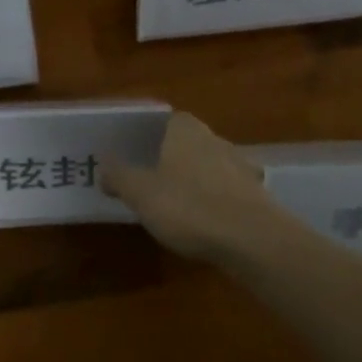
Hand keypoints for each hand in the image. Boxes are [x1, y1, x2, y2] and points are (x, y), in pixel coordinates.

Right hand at [101, 112, 275, 263]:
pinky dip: (217, 201)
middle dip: (173, 157)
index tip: (136, 151)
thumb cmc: (190, 207)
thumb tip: (104, 164)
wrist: (255, 242)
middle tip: (152, 177)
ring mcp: (240, 166)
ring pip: (210, 166)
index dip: (150, 133)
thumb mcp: (141, 193)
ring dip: (197, 179)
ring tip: (178, 202)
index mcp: (185, 130)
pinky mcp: (257, 196)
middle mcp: (215, 139)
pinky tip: (206, 221)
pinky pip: (228, 191)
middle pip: (189, 142)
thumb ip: (120, 176)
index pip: (167, 119)